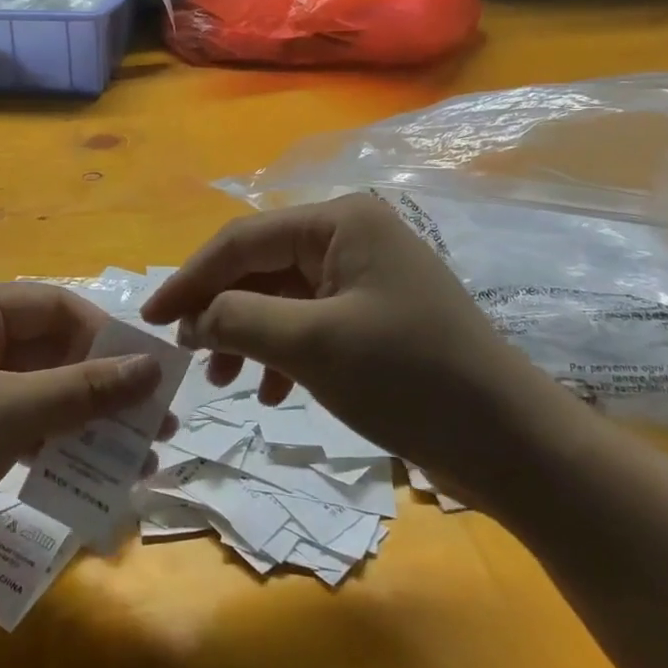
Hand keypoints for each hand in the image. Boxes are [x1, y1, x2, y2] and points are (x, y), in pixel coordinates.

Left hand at [0, 286, 166, 619]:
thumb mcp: (6, 414)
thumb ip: (81, 390)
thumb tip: (153, 369)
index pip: (51, 306)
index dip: (102, 335)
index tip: (148, 374)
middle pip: (49, 350)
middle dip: (102, 385)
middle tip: (156, 421)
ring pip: (40, 392)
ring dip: (87, 419)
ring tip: (140, 454)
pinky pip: (22, 425)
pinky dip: (56, 443)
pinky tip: (93, 471)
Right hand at [141, 193, 571, 507]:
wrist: (515, 445)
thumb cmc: (411, 379)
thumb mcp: (313, 346)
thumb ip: (239, 320)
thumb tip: (192, 317)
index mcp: (341, 222)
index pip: (244, 239)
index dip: (192, 277)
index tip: (152, 317)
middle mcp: (351, 236)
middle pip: (261, 265)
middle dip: (221, 309)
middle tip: (186, 353)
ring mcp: (365, 276)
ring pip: (281, 296)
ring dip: (247, 335)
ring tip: (224, 379)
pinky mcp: (374, 315)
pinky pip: (309, 322)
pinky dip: (282, 353)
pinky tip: (271, 392)